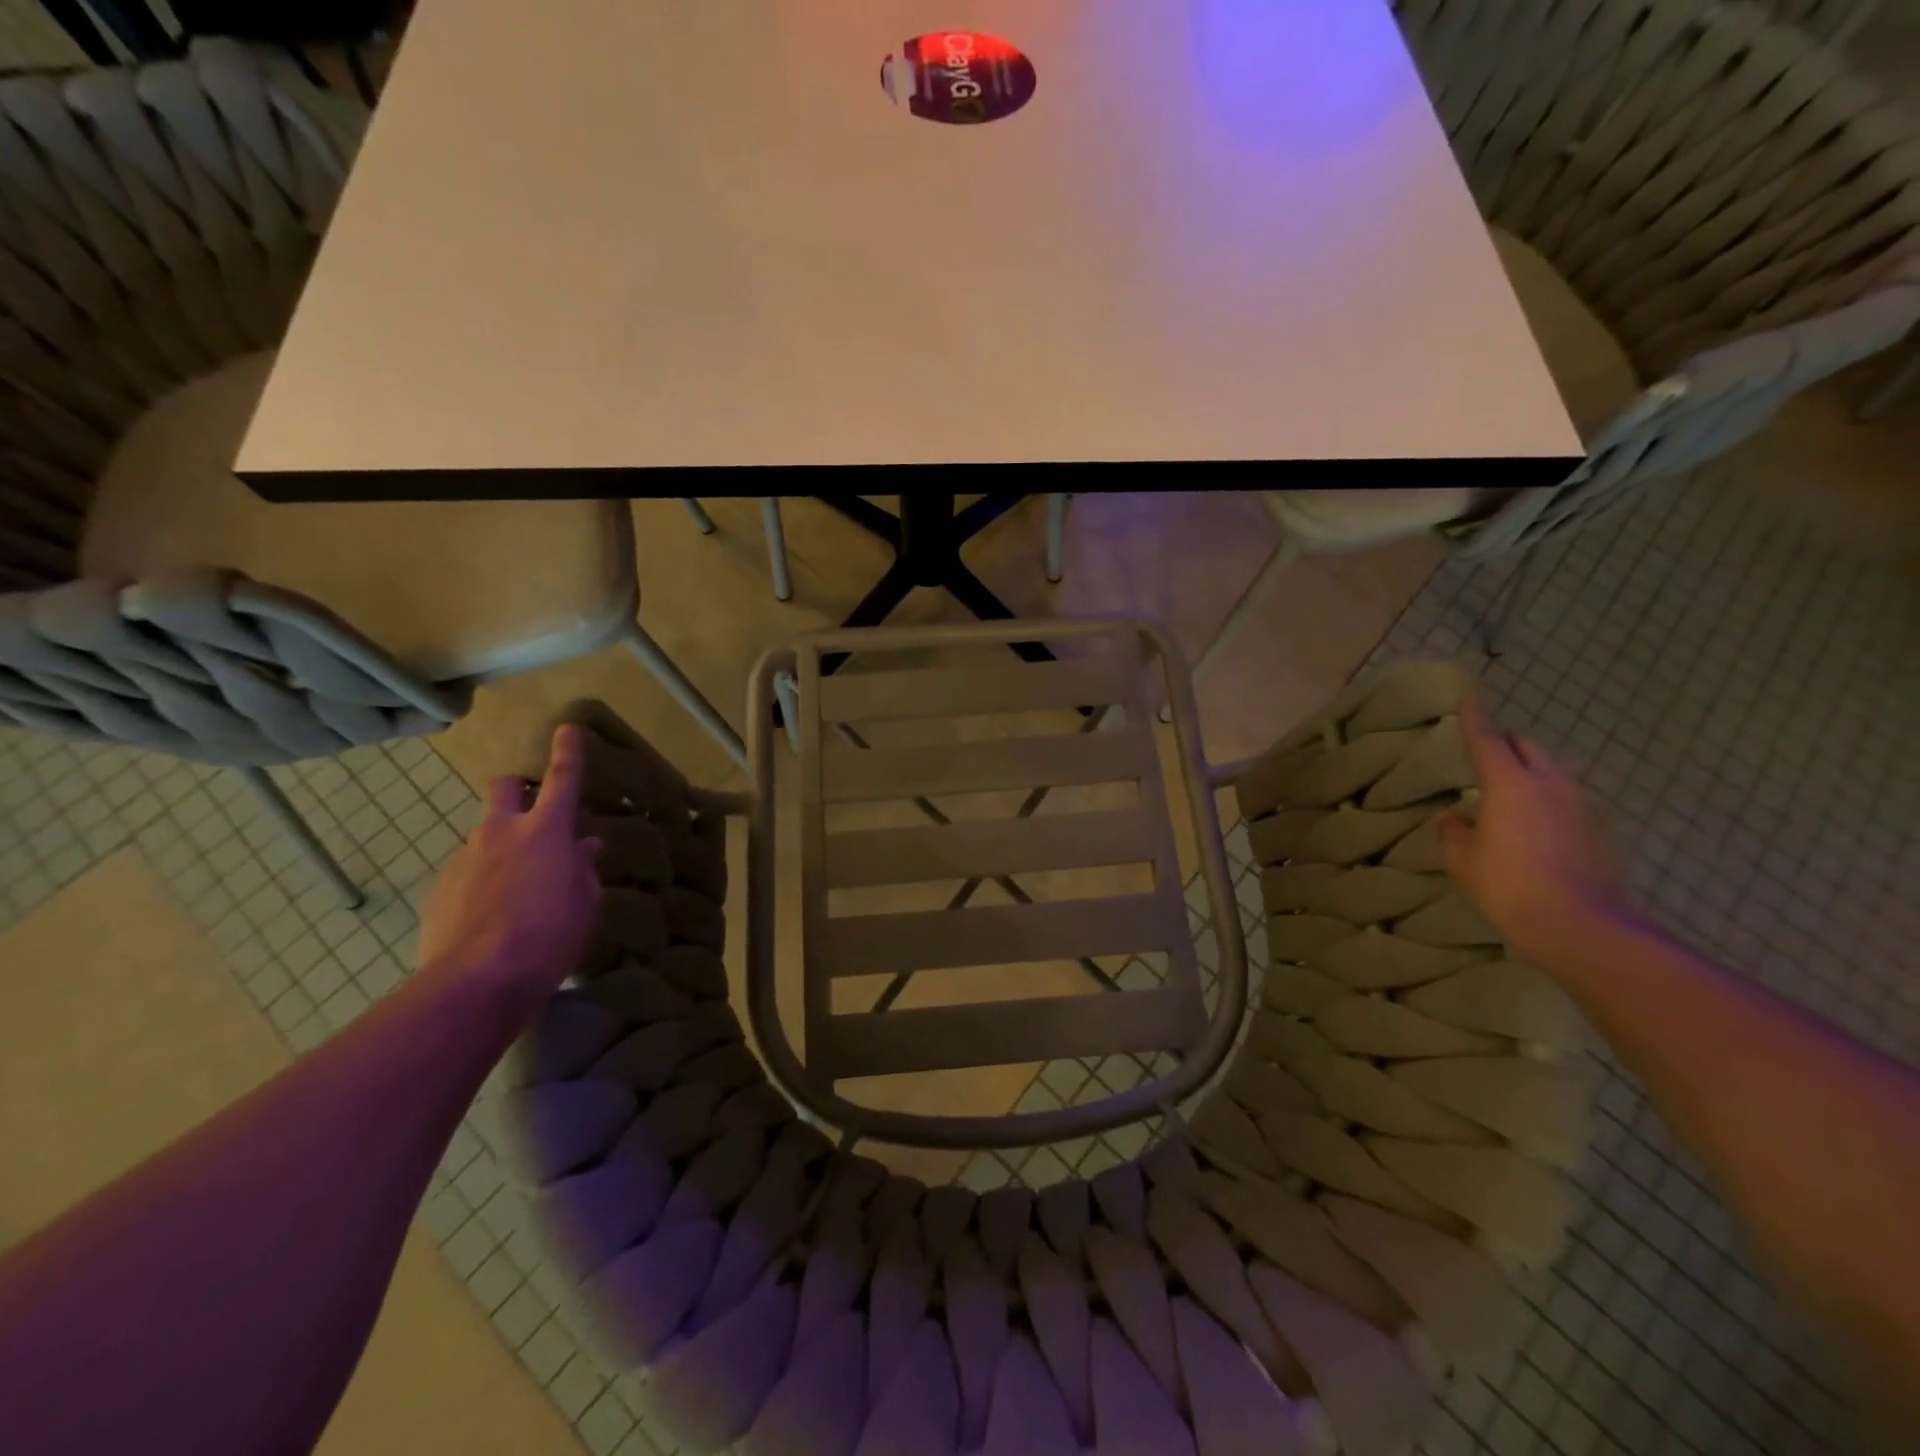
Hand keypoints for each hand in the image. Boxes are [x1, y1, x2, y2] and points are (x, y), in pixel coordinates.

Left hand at [416, 725, 601, 1014]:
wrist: (477, 981)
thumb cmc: (550, 935)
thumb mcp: (584, 901)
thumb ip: (582, 867)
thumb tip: (583, 846)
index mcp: (546, 831)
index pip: (563, 779)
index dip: (568, 752)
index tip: (567, 728)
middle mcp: (501, 832)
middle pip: (505, 789)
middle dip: (519, 791)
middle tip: (533, 814)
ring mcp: (464, 858)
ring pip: (484, 834)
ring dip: (501, 846)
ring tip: (515, 886)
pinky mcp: (440, 889)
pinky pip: (466, 871)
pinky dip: (480, 880)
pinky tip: (490, 914)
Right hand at [1439, 699, 1625, 958]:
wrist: (1578, 924)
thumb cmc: (1507, 885)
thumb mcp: (1462, 860)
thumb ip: (1452, 831)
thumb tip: (1452, 817)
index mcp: (1510, 784)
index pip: (1487, 740)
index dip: (1475, 718)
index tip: (1469, 698)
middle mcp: (1549, 783)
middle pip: (1528, 746)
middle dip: (1505, 743)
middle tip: (1483, 755)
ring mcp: (1579, 805)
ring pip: (1552, 769)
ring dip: (1529, 770)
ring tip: (1507, 790)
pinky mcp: (1597, 829)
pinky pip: (1566, 797)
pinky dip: (1546, 796)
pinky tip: (1532, 822)